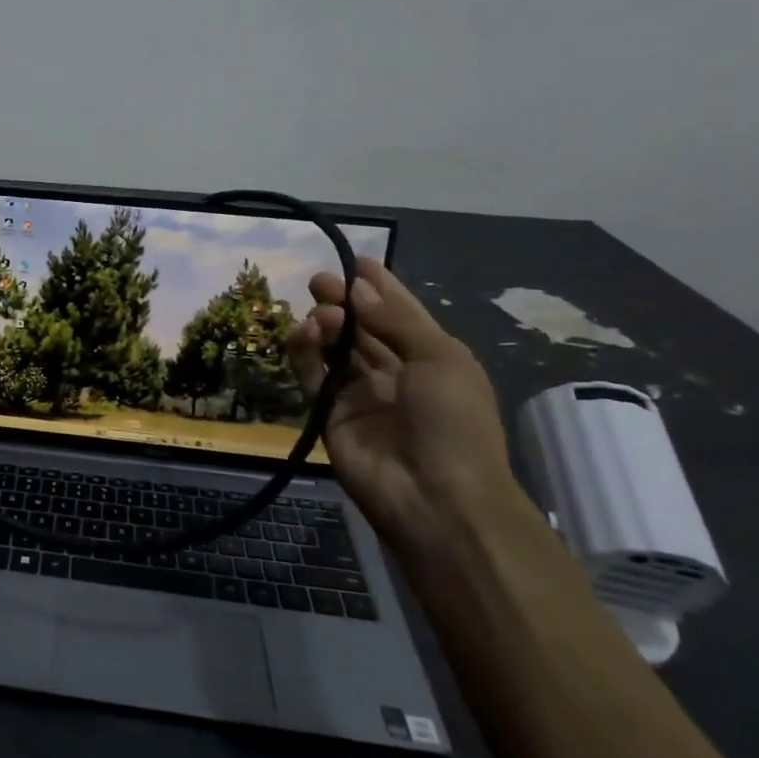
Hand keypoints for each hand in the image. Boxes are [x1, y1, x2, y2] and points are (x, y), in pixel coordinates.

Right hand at [286, 258, 524, 559]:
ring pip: (335, 348)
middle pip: (363, 327)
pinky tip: (306, 332)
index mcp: (433, 358)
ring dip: (326, 324)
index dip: (381, 287)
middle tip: (321, 281)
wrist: (435, 496)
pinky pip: (312, 375)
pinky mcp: (328, 413)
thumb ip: (395, 320)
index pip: (401, 313)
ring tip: (322, 313)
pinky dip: (305, 351)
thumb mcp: (440, 359)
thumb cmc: (453, 421)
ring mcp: (360, 394)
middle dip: (344, 301)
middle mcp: (395, 372)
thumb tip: (357, 288)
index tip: (357, 260)